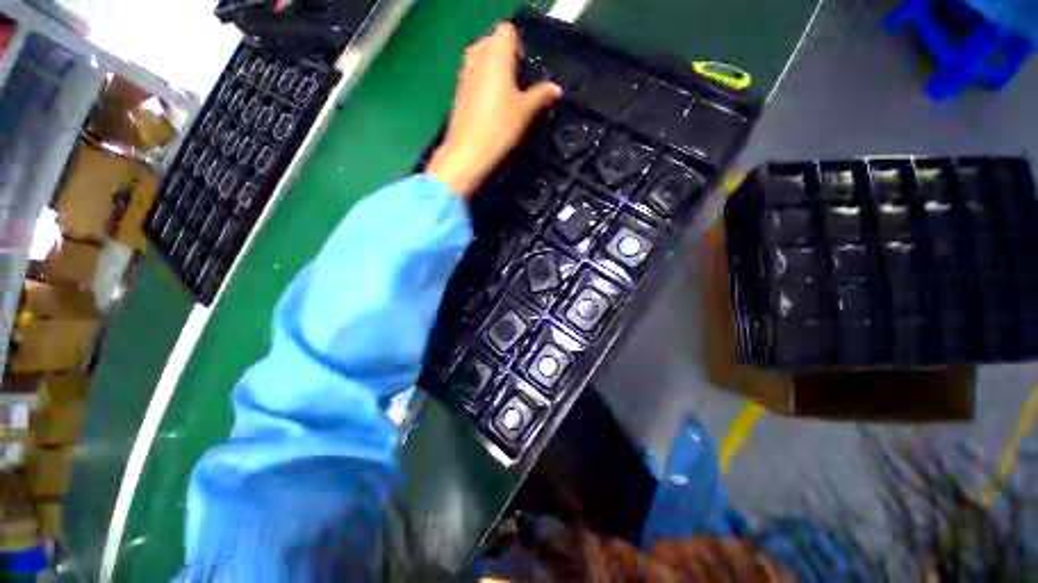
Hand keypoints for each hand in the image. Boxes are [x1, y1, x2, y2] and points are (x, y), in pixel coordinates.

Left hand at [426, 22, 562, 198]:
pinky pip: (473, 78)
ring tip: (507, 95)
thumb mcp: (526, 112)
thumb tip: (557, 89)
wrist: (468, 154)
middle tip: (518, 80)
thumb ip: (542, 96)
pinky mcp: (459, 95)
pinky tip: (492, 107)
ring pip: (480, 60)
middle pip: (491, 42)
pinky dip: (483, 84)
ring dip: (493, 71)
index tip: (525, 69)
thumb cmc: (499, 128)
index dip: (518, 45)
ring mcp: (464, 77)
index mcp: (495, 55)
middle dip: (504, 56)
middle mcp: (477, 59)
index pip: (506, 31)